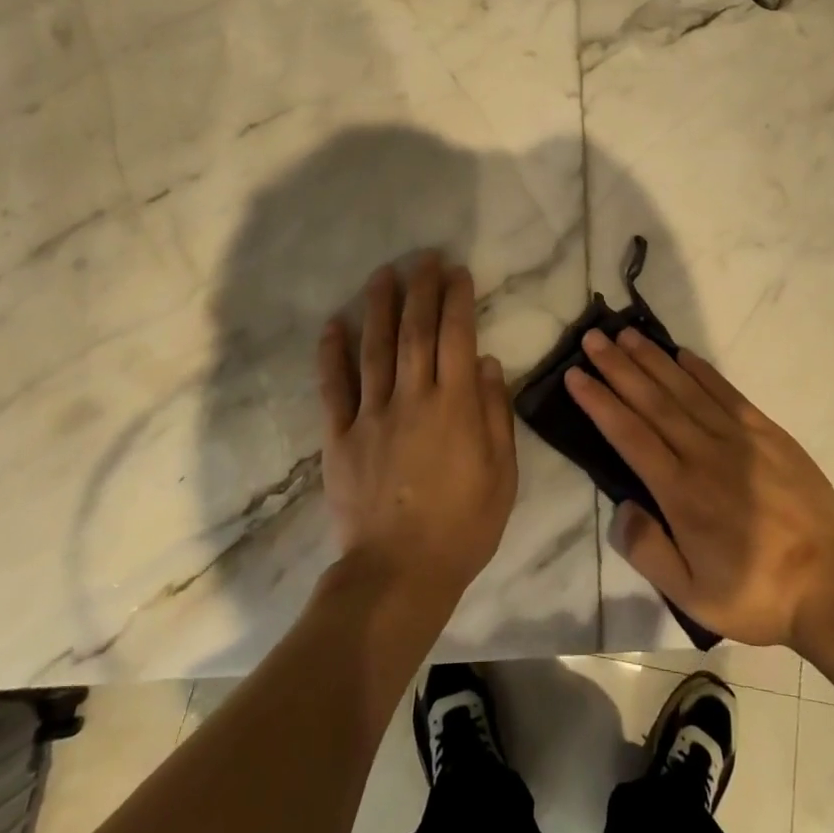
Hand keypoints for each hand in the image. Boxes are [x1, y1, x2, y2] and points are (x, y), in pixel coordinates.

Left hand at [317, 254, 517, 609]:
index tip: (457, 272)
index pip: (457, 337)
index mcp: (455, 406)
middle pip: (416, 332)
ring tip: (383, 273)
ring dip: (379, 307)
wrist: (400, 574)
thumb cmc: (463, 526)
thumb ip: (494, 413)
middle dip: (421, 290)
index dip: (457, 300)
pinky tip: (332, 324)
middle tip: (424, 258)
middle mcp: (413, 399)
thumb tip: (486, 361)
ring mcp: (372, 416)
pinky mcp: (340, 438)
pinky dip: (331, 354)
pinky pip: (333, 389)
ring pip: (375, 349)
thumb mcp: (502, 474)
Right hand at [564, 329, 833, 649]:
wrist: (830, 584)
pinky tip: (682, 354)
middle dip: (619, 367)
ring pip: (686, 389)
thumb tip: (621, 507)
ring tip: (626, 335)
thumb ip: (648, 550)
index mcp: (680, 492)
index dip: (600, 402)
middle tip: (593, 338)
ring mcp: (739, 439)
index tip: (576, 375)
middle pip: (653, 401)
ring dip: (653, 359)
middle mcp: (704, 454)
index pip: (629, 434)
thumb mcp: (691, 595)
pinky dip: (702, 371)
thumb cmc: (754, 593)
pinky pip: (728, 393)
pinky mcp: (768, 433)